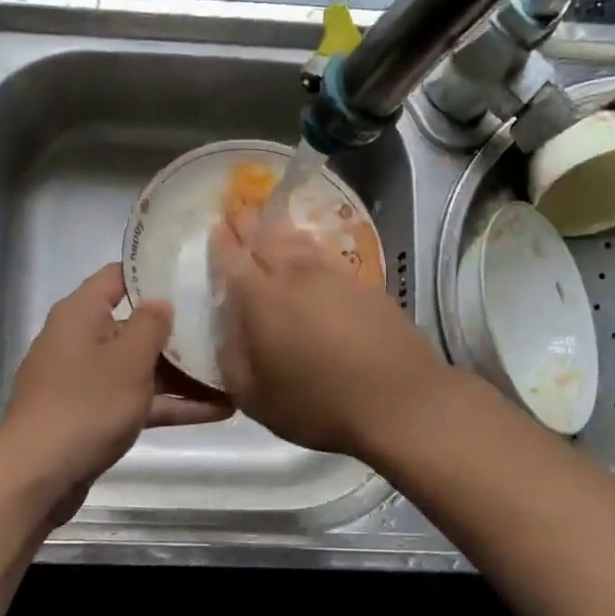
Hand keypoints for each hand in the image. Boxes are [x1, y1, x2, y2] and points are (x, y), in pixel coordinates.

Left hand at [0, 264, 231, 523]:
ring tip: (233, 372)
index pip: (118, 276)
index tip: (194, 273)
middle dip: (178, 329)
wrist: (37, 478)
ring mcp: (86, 380)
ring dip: (183, 373)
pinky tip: (218, 410)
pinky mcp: (93, 415)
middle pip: (134, 324)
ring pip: (141, 366)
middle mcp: (80, 340)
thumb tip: (161, 301)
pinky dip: (170, 404)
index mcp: (80, 314)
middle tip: (224, 325)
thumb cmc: (86, 405)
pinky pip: (137, 399)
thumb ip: (151, 324)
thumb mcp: (128, 359)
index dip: (154, 272)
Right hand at [212, 209, 455, 459]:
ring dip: (279, 229)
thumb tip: (226, 331)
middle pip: (266, 239)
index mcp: (261, 299)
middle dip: (248, 224)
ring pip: (298, 241)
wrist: (399, 400)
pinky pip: (325, 253)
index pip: (233, 259)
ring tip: (269, 222)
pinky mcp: (362, 283)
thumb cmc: (319, 404)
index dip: (222, 242)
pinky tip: (309, 249)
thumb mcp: (256, 397)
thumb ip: (232, 359)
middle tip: (237, 211)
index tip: (214, 227)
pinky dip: (310, 245)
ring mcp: (333, 275)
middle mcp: (295, 276)